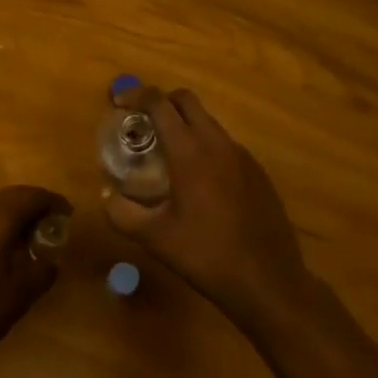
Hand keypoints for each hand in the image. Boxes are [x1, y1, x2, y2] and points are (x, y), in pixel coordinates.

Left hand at [0, 185, 71, 377]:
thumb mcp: (20, 294)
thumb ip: (42, 271)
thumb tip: (52, 260)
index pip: (32, 196)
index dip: (53, 202)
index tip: (68, 214)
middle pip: (13, 196)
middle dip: (35, 205)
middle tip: (53, 223)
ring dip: (15, 215)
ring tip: (32, 237)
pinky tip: (5, 250)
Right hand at [104, 89, 309, 332]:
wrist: (269, 282)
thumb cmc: (207, 255)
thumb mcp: (156, 239)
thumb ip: (123, 214)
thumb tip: (107, 196)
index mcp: (189, 150)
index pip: (159, 103)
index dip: (136, 95)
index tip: (120, 103)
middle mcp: (217, 142)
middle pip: (186, 100)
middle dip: (162, 102)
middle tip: (144, 123)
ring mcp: (242, 155)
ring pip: (208, 122)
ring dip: (185, 125)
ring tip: (169, 156)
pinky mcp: (258, 171)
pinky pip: (225, 145)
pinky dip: (206, 147)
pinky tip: (201, 183)